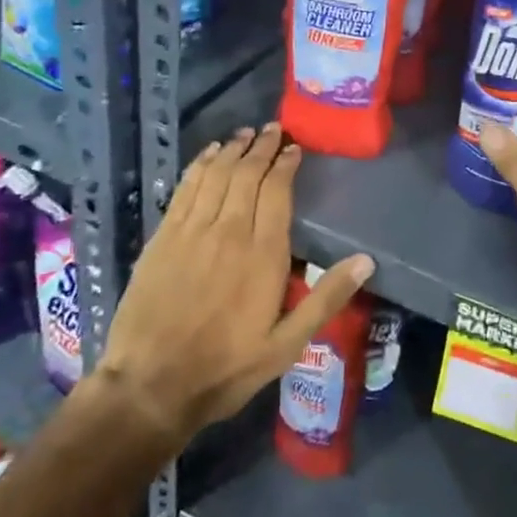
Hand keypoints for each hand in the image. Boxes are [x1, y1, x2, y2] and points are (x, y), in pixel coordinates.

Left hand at [100, 123, 373, 444]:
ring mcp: (192, 230)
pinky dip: (200, 164)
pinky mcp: (163, 237)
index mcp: (263, 253)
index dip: (286, 163)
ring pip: (217, 174)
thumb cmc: (226, 368)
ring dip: (233, 149)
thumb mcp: (286, 345)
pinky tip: (208, 153)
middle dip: (262, 147)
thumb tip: (365, 261)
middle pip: (247, 173)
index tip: (294, 148)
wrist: (150, 386)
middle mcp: (229, 230)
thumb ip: (325, 299)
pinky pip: (186, 187)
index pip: (277, 191)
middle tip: (273, 129)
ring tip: (245, 134)